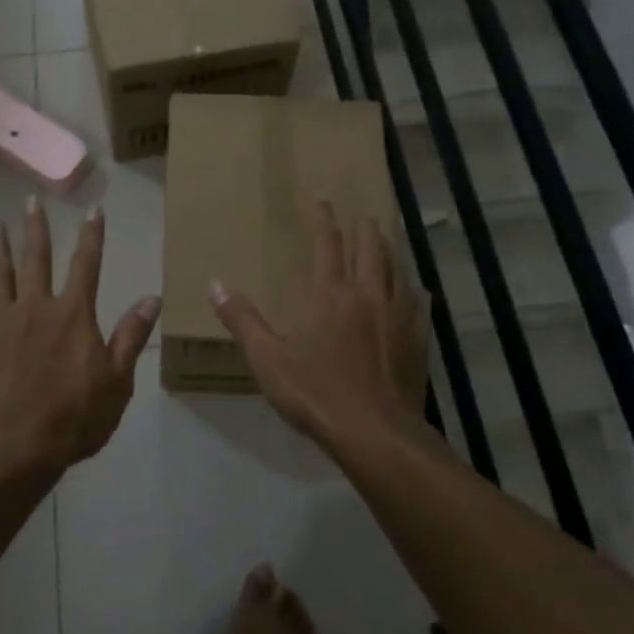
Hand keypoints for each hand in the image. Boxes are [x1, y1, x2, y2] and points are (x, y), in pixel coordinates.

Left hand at [0, 199, 160, 470]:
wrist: (15, 447)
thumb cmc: (74, 417)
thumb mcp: (117, 381)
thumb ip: (131, 336)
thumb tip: (152, 297)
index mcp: (73, 314)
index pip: (87, 264)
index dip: (92, 235)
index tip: (94, 209)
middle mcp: (36, 306)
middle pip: (36, 258)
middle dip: (37, 228)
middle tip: (30, 200)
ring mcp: (0, 321)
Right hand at [209, 203, 427, 450]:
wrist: (376, 434)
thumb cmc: (317, 394)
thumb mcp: (268, 360)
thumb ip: (242, 320)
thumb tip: (215, 285)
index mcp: (331, 295)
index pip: (328, 245)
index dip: (325, 220)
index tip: (323, 200)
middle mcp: (368, 295)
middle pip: (370, 249)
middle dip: (364, 228)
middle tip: (361, 215)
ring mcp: (398, 316)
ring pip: (396, 270)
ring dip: (388, 250)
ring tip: (384, 240)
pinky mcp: (417, 340)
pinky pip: (417, 303)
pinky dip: (412, 289)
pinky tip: (415, 290)